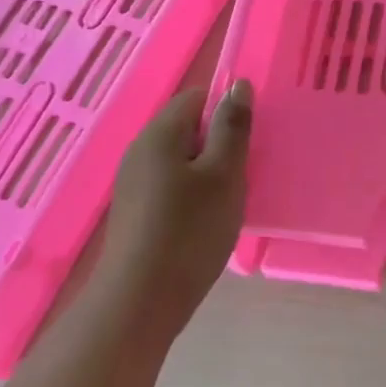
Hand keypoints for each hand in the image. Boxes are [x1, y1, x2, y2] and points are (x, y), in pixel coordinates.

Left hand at [79, 79, 252, 346]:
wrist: (139, 301)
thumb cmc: (190, 231)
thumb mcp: (224, 174)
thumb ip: (233, 127)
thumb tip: (238, 84)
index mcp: (160, 133)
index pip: (198, 96)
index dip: (227, 109)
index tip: (251, 139)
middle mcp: (140, 150)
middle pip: (188, 128)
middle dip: (221, 143)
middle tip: (246, 173)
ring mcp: (134, 182)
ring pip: (182, 159)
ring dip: (210, 171)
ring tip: (231, 200)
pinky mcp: (136, 211)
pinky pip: (172, 185)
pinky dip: (194, 194)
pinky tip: (208, 221)